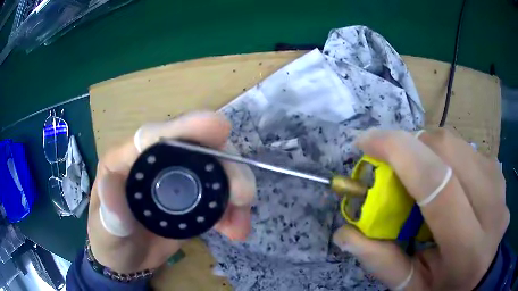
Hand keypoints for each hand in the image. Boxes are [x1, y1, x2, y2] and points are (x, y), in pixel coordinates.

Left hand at [88, 112, 255, 273]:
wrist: (126, 259)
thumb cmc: (108, 240)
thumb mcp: (102, 231)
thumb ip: (109, 214)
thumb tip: (114, 186)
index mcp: (126, 160)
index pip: (154, 136)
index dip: (186, 127)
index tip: (220, 126)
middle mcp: (154, 163)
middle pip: (196, 149)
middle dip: (225, 166)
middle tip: (244, 195)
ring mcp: (175, 180)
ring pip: (215, 170)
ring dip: (235, 191)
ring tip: (242, 220)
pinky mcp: (191, 200)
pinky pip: (218, 196)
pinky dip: (233, 210)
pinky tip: (236, 228)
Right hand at [333, 128, 508, 289]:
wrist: (483, 272)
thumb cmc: (447, 286)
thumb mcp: (412, 287)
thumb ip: (382, 262)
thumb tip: (345, 233)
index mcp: (469, 249)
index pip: (437, 184)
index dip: (399, 151)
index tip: (366, 141)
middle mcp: (491, 207)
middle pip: (447, 150)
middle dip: (410, 145)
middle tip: (390, 163)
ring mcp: (498, 182)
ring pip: (455, 142)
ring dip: (426, 149)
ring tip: (416, 172)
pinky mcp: (498, 170)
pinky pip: (464, 148)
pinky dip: (443, 154)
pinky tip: (442, 177)